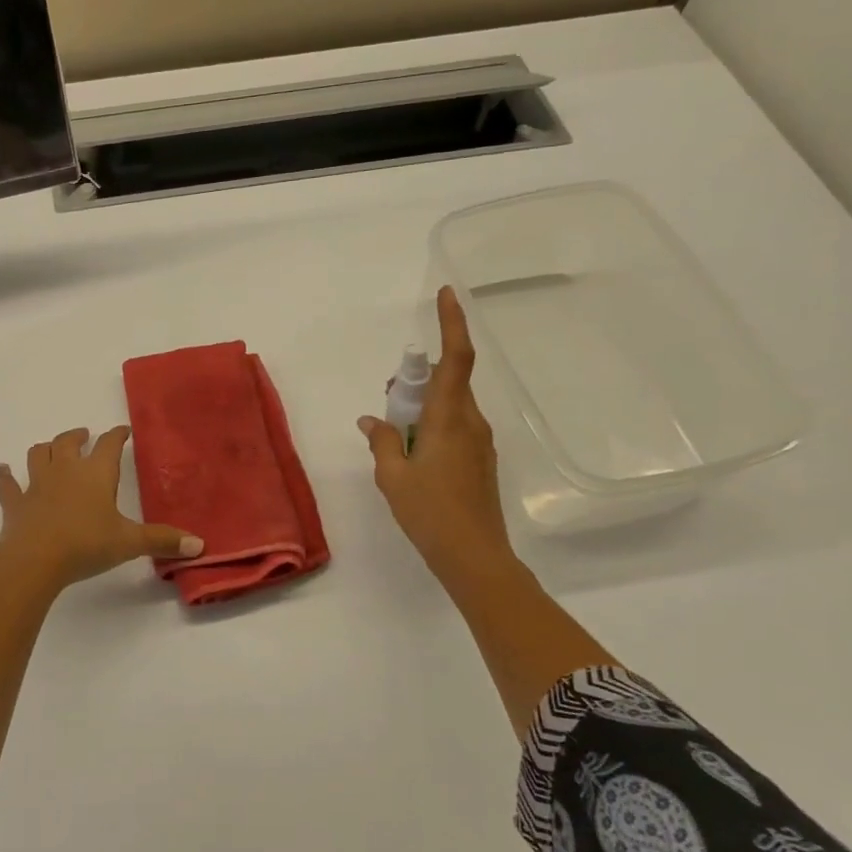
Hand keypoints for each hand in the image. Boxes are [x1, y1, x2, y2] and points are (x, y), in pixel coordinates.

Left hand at [0, 426, 203, 593]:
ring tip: (51, 447)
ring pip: (39, 454)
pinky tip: (2, 470)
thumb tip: (200, 545)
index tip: (123, 431)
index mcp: (96, 473)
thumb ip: (163, 541)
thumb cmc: (86, 545)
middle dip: (78, 436)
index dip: (117, 435)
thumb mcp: (130, 543)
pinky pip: (7, 484)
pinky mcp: (15, 503)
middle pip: (69, 442)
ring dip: (46, 448)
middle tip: (85, 435)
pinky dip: (4, 476)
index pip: (109, 445)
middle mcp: (65, 470)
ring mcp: (36, 484)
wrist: (35, 560)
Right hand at [359, 286, 516, 584]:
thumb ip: (382, 441)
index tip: (446, 295)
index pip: (455, 359)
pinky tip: (412, 455)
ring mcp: (479, 442)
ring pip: (449, 405)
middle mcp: (470, 422)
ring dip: (422, 406)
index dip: (453, 323)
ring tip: (394, 435)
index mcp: (448, 419)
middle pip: (447, 381)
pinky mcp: (480, 460)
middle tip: (389, 399)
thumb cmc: (430, 513)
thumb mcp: (392, 477)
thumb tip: (372, 420)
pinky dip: (431, 426)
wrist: (474, 557)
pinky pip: (454, 426)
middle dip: (418, 379)